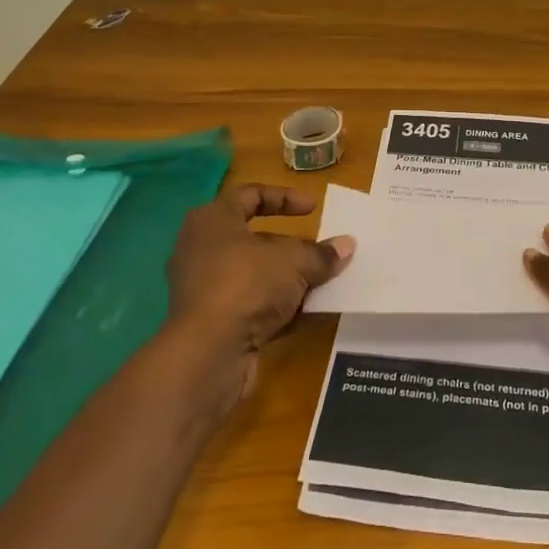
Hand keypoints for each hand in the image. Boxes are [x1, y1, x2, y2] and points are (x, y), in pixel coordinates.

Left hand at [164, 183, 354, 408]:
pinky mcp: (210, 323)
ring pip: (254, 275)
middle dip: (290, 246)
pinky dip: (276, 308)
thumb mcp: (294, 261)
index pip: (251, 194)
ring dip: (287, 279)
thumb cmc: (247, 284)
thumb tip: (346, 245)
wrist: (208, 354)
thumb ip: (321, 253)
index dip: (285, 197)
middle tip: (319, 251)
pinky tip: (307, 315)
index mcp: (213, 220)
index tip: (314, 208)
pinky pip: (250, 305)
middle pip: (253, 238)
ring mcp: (204, 288)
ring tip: (321, 284)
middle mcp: (202, 249)